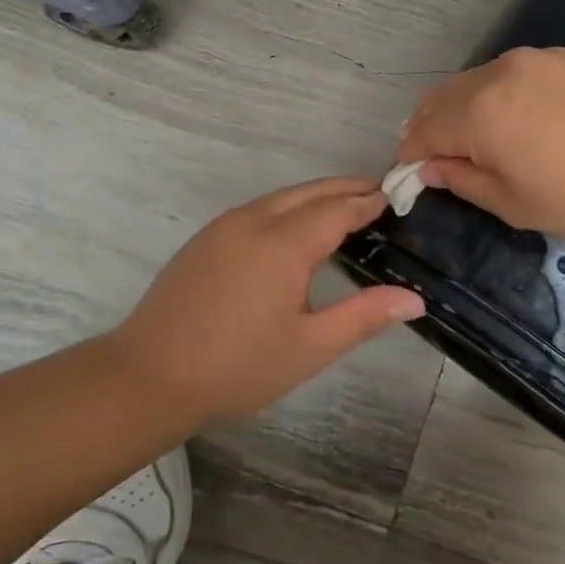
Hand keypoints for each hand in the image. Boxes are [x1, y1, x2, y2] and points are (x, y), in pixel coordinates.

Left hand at [108, 178, 423, 421]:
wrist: (149, 375)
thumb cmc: (238, 366)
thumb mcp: (310, 347)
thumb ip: (364, 317)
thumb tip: (414, 298)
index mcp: (284, 243)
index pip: (338, 209)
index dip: (368, 202)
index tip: (394, 196)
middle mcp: (255, 221)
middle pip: (310, 192)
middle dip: (346, 188)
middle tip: (377, 192)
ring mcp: (224, 226)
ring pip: (281, 197)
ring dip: (316, 195)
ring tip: (345, 206)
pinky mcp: (206, 238)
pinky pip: (258, 208)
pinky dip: (288, 207)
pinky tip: (295, 228)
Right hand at [398, 47, 564, 243]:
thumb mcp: (516, 204)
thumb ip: (463, 181)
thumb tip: (430, 167)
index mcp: (479, 113)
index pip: (423, 131)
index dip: (411, 156)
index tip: (412, 178)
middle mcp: (497, 73)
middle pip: (441, 98)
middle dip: (430, 128)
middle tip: (439, 160)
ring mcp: (533, 58)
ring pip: (475, 81)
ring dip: (462, 110)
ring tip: (480, 142)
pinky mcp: (563, 55)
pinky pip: (510, 73)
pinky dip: (496, 95)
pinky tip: (522, 120)